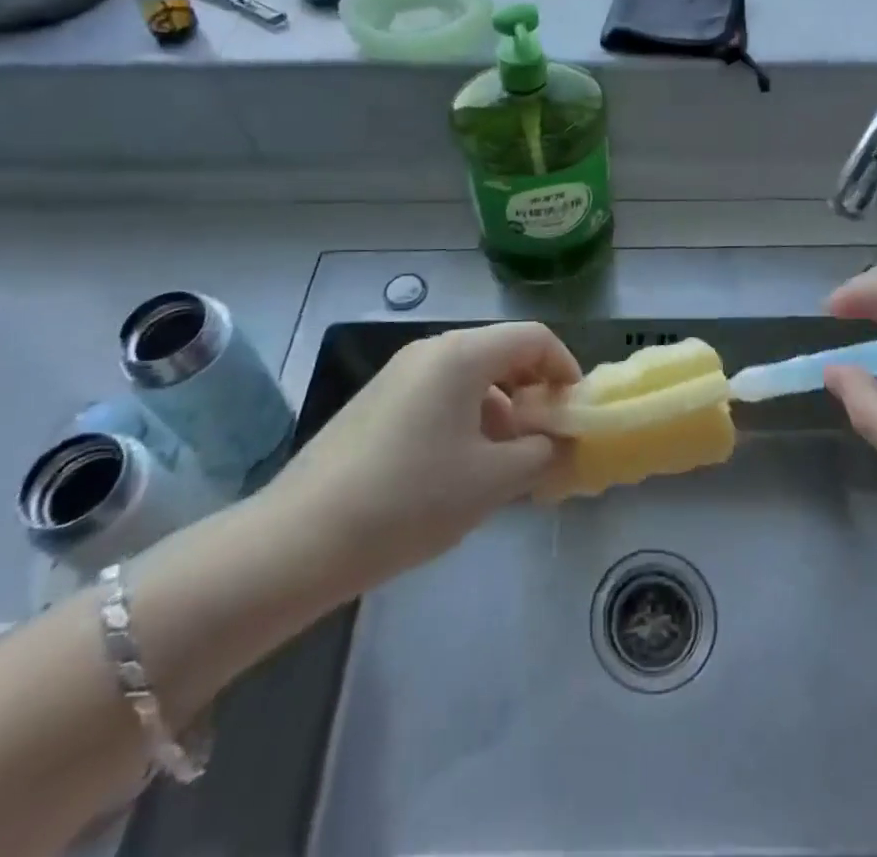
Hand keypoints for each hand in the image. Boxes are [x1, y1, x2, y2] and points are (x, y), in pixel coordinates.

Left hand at [258, 322, 577, 600]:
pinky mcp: (377, 401)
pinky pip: (439, 394)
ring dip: (501, 410)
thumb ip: (541, 452)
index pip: (534, 338)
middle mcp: (431, 350)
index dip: (565, 368)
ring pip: (470, 377)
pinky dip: (466, 418)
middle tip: (545, 441)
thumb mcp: (491, 481)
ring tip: (506, 464)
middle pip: (501, 353)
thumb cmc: (410, 500)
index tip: (575, 412)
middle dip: (533, 392)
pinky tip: (460, 469)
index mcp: (462, 354)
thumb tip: (559, 440)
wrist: (301, 539)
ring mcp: (399, 374)